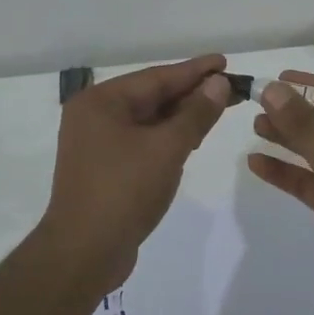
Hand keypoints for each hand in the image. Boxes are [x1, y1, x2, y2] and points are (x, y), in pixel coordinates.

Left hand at [40, 54, 232, 291]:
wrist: (84, 253)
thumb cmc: (124, 191)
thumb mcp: (166, 149)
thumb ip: (195, 114)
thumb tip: (218, 84)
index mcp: (100, 102)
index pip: (156, 77)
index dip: (194, 71)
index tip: (224, 61)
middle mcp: (94, 116)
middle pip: (151, 97)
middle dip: (190, 94)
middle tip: (229, 87)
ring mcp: (96, 144)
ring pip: (147, 121)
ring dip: (181, 117)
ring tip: (217, 110)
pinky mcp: (104, 169)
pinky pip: (141, 142)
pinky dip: (167, 138)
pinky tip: (191, 140)